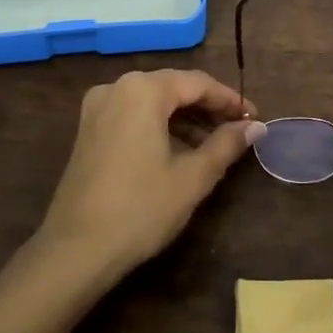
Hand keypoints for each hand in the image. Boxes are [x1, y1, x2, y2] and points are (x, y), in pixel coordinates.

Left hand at [41, 68, 263, 274]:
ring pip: (153, 103)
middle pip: (173, 88)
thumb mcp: (193, 177)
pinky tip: (181, 151)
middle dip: (208, 108)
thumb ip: (226, 144)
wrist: (76, 249)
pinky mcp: (89, 130)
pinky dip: (160, 127)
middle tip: (239, 131)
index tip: (255, 119)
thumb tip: (256, 127)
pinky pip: (133, 116)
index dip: (230, 100)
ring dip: (185, 119)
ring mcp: (97, 108)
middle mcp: (116, 88)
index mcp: (142, 90)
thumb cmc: (141, 208)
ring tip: (215, 145)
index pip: (197, 83)